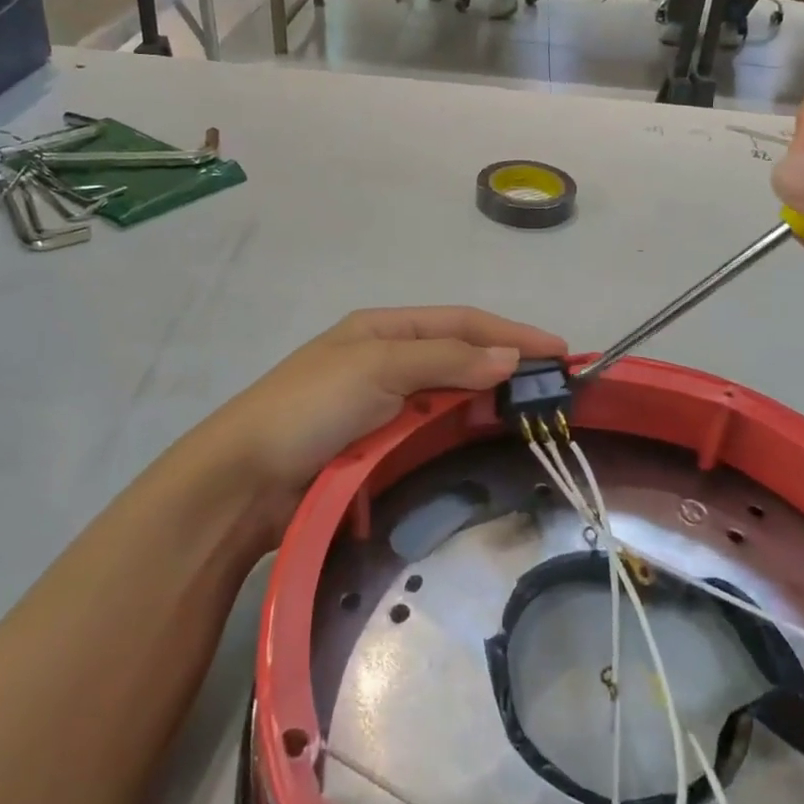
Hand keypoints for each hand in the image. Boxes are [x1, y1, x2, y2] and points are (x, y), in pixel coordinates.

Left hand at [193, 307, 566, 540]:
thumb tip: (512, 356)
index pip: (462, 323)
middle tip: (553, 390)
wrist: (244, 481)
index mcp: (384, 329)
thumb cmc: (310, 407)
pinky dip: (457, 437)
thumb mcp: (378, 366)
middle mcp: (386, 361)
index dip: (511, 332)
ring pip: (448, 399)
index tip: (559, 351)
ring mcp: (381, 407)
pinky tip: (482, 445)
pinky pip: (429, 436)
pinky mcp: (377, 449)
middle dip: (505, 366)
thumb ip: (446, 359)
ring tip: (530, 418)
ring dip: (486, 403)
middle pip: (459, 358)